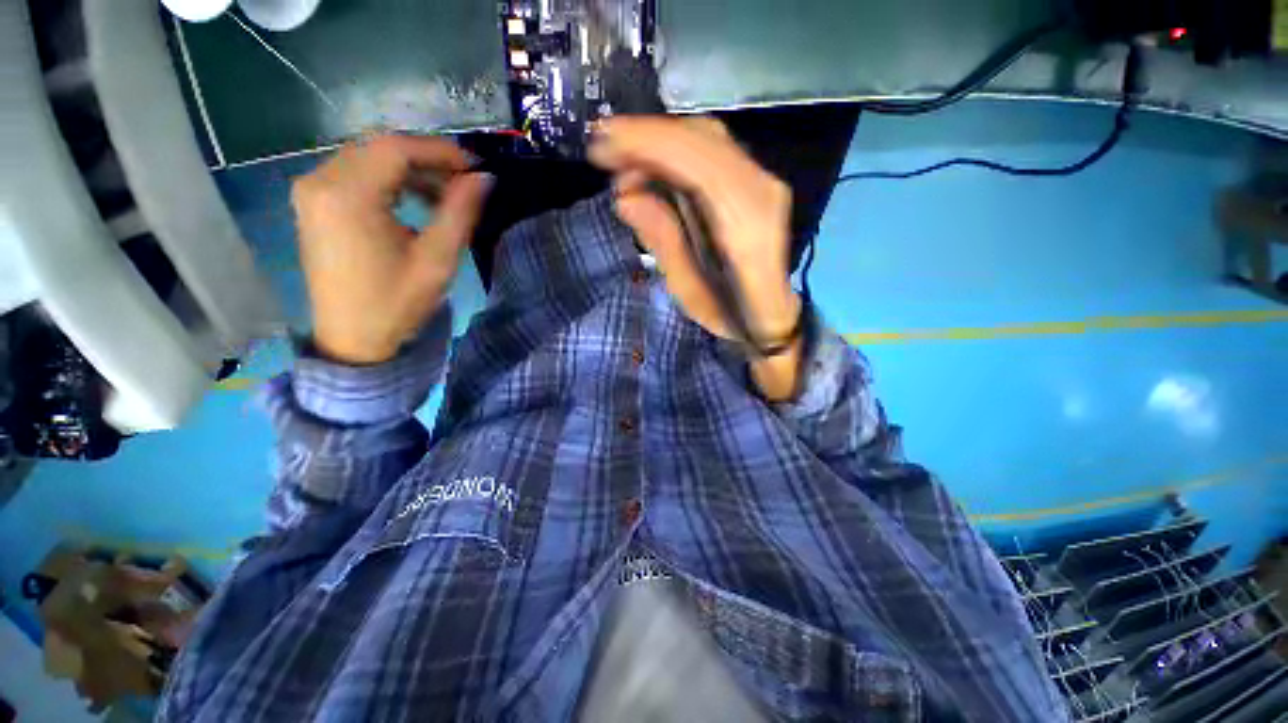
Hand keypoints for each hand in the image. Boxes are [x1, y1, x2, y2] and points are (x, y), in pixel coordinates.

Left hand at [291, 135, 490, 364]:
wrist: (353, 339)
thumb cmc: (397, 302)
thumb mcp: (438, 259)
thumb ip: (460, 212)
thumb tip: (484, 178)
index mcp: (347, 194)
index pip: (396, 148)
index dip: (440, 151)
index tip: (474, 168)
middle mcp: (319, 181)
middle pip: (379, 148)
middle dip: (426, 159)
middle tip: (463, 182)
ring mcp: (311, 191)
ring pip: (367, 158)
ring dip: (408, 170)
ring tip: (443, 195)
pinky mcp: (313, 203)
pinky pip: (354, 174)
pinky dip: (388, 180)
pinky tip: (412, 201)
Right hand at [589, 117, 804, 399]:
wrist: (770, 313)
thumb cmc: (728, 315)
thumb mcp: (688, 292)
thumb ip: (663, 241)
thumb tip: (626, 197)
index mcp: (745, 231)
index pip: (700, 166)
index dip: (650, 146)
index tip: (603, 145)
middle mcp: (761, 194)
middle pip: (703, 140)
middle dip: (647, 135)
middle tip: (603, 147)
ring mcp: (764, 183)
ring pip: (708, 138)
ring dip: (659, 140)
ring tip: (621, 161)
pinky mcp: (757, 181)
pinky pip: (713, 149)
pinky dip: (676, 148)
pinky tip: (649, 165)